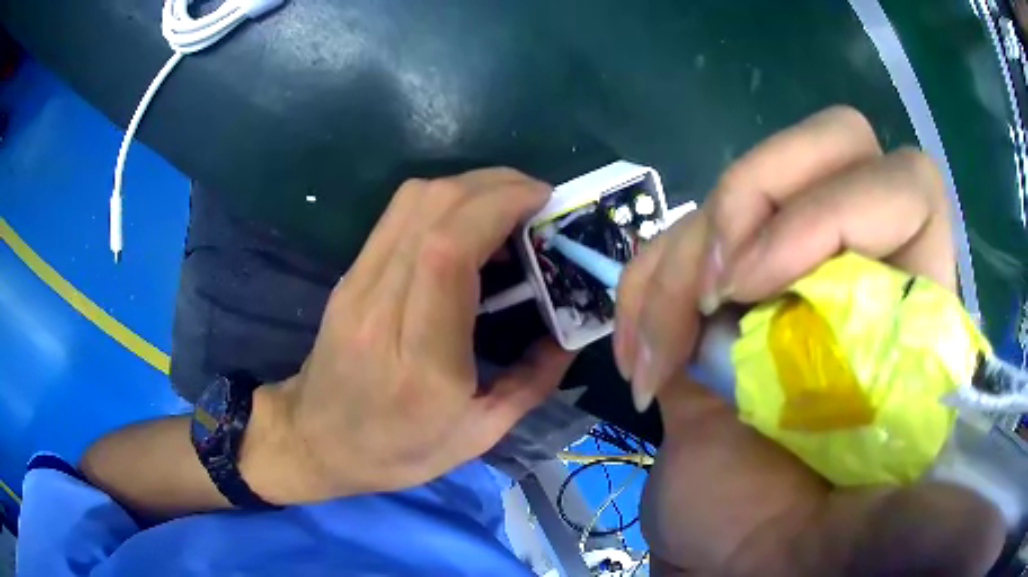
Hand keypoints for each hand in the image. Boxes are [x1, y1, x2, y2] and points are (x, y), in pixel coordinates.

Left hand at [263, 168, 574, 500]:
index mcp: (423, 363)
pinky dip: (442, 200)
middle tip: (536, 196)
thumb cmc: (399, 450)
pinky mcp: (349, 276)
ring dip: (468, 185)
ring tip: (508, 202)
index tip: (541, 200)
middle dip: (493, 185)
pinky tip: (469, 219)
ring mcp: (357, 287)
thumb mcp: (479, 435)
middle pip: (431, 212)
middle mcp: (382, 312)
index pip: (447, 253)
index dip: (496, 207)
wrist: (317, 441)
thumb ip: (533, 380)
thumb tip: (572, 331)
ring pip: (411, 202)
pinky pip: (396, 215)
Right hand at [615, 107, 1004, 574]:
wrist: (730, 556)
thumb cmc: (800, 549)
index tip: (761, 290)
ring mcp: (784, 269)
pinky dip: (641, 288)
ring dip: (681, 264)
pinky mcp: (719, 292)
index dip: (838, 208)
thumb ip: (932, 506)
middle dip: (757, 193)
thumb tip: (973, 487)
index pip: (907, 183)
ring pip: (740, 185)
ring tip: (657, 362)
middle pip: (831, 142)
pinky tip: (637, 356)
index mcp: (915, 312)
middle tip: (719, 289)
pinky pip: (675, 237)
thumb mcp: (876, 528)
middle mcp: (859, 269)